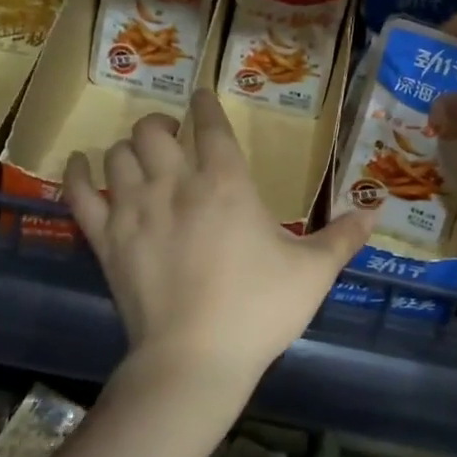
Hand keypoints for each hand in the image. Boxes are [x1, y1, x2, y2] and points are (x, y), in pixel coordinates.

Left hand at [63, 91, 376, 389]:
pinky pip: (81, 193)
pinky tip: (82, 164)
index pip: (209, 124)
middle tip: (171, 132)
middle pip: (154, 130)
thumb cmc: (257, 310)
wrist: (194, 362)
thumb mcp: (312, 272)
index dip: (204, 104)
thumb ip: (343, 237)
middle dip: (162, 123)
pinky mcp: (106, 239)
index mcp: (225, 182)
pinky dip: (78, 173)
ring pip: (119, 154)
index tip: (200, 94)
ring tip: (140, 153)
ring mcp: (135, 209)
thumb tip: (377, 211)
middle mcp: (176, 183)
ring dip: (129, 147)